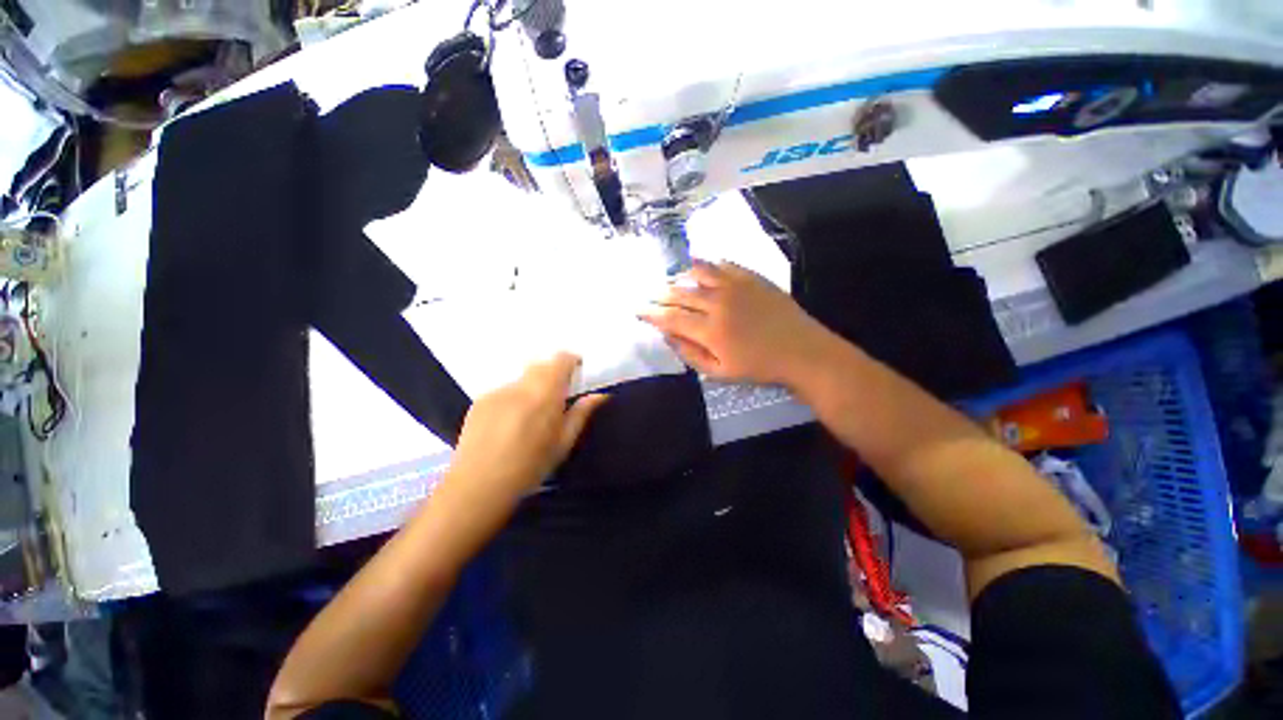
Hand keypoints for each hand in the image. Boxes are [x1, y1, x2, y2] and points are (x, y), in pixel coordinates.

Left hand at [445, 353, 607, 507]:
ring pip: (522, 379)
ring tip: (530, 415)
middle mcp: (520, 386)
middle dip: (552, 373)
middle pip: (540, 364)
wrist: (479, 486)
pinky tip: (509, 423)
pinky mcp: (480, 401)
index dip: (571, 360)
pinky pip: (504, 391)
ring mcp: (498, 392)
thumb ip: (581, 413)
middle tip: (557, 396)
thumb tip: (600, 395)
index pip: (560, 360)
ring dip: (532, 387)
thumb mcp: (563, 442)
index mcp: (545, 394)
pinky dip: (513, 398)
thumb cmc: (531, 467)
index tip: (577, 370)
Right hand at [640, 260, 833, 385]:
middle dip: (661, 294)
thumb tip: (667, 336)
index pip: (670, 318)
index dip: (650, 313)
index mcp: (709, 330)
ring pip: (698, 273)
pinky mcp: (751, 278)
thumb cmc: (758, 367)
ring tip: (673, 279)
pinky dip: (708, 265)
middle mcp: (717, 303)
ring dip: (681, 275)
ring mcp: (735, 286)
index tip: (637, 310)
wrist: (802, 351)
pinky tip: (701, 268)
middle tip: (650, 295)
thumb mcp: (719, 373)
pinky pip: (723, 264)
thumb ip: (689, 354)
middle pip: (680, 293)